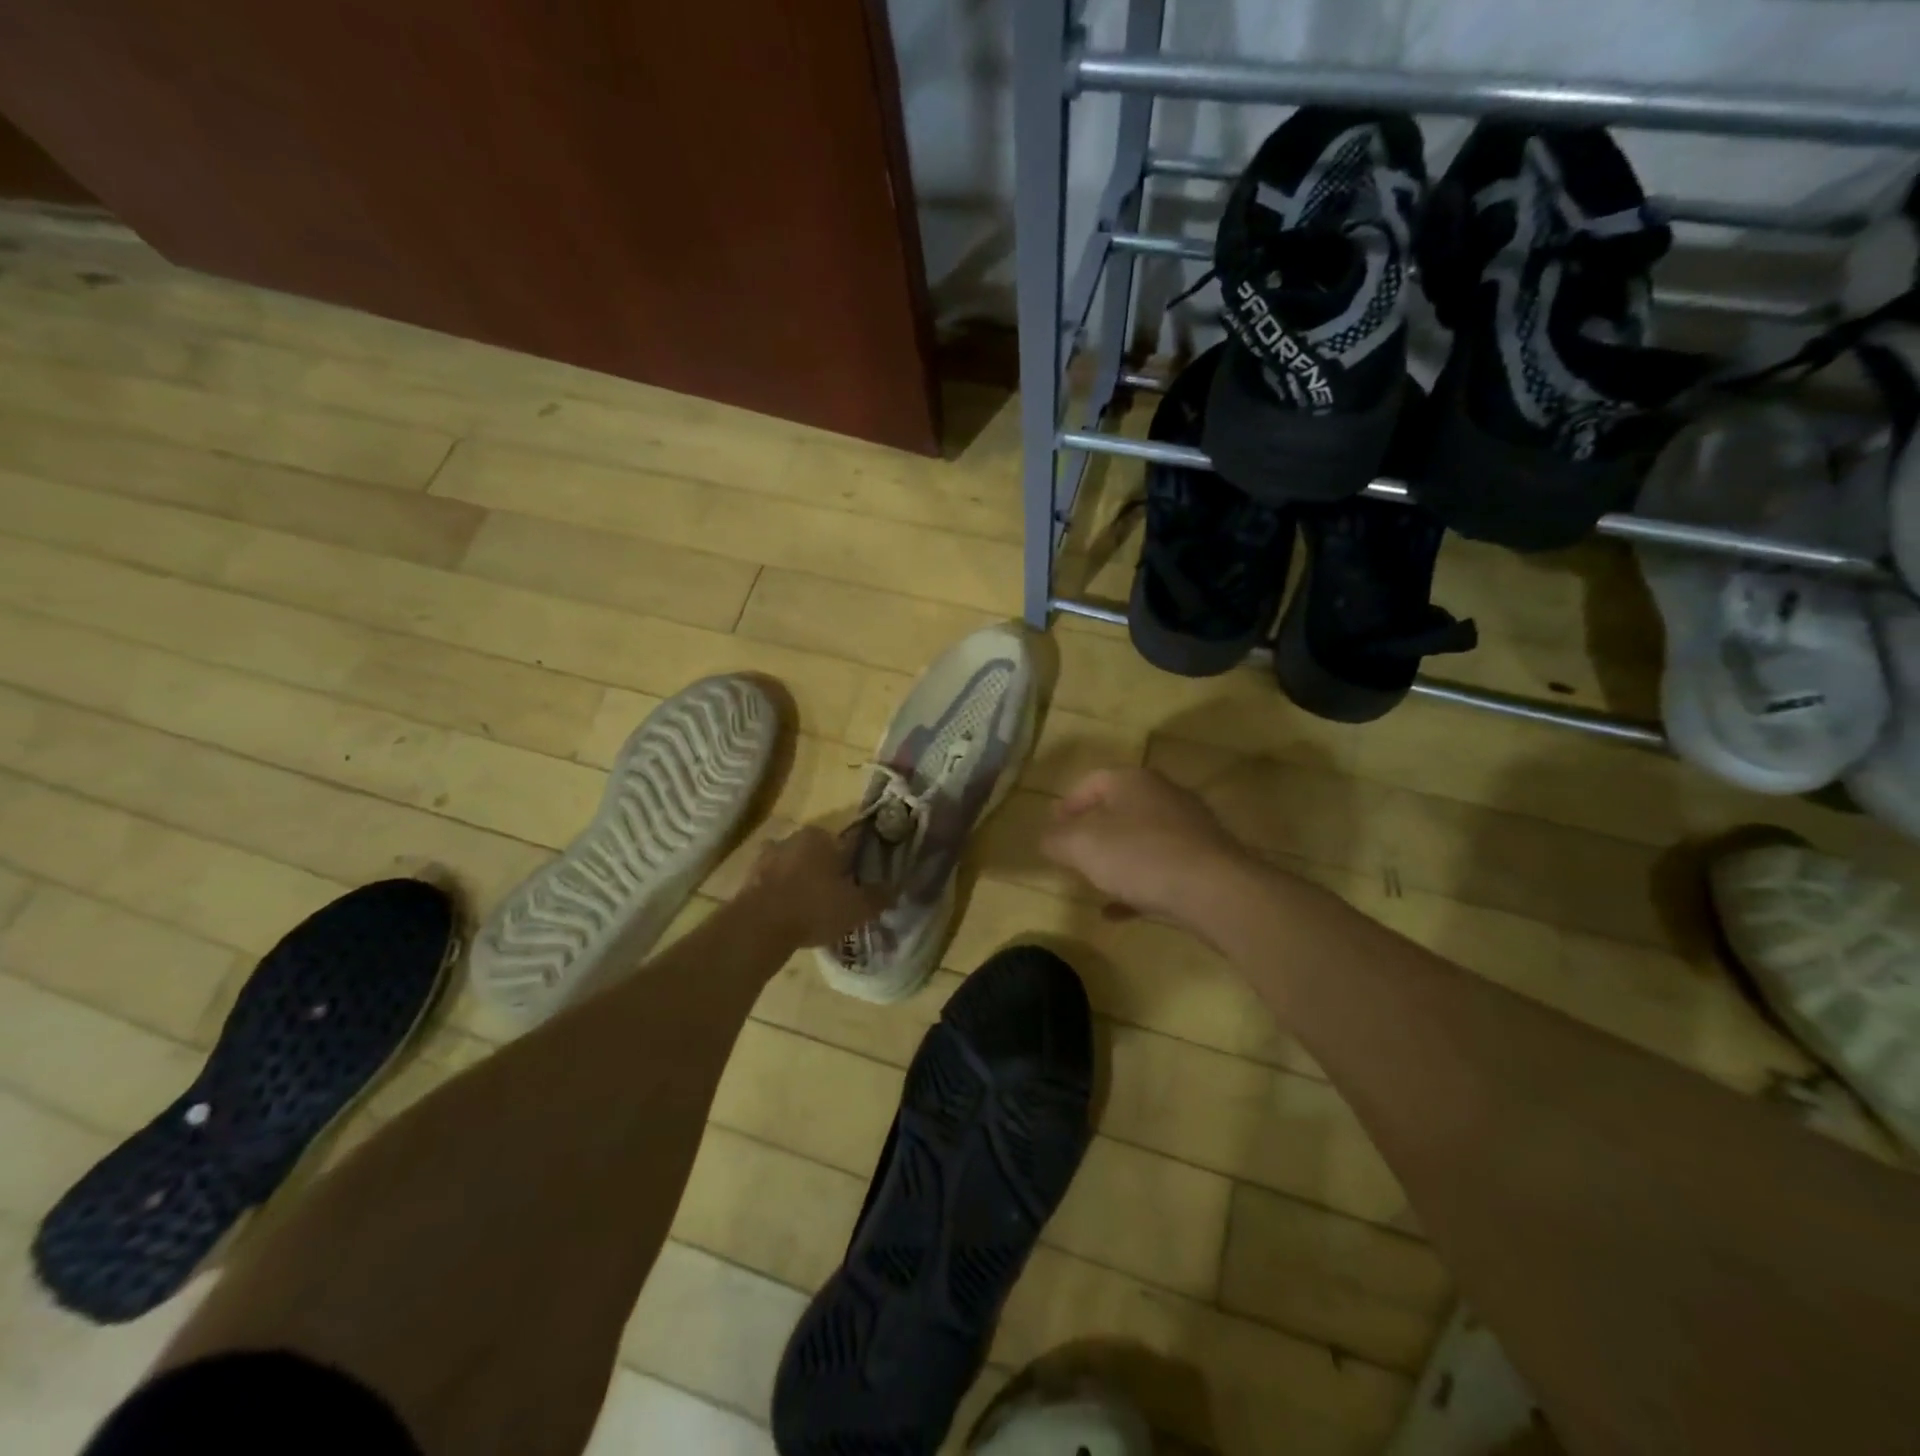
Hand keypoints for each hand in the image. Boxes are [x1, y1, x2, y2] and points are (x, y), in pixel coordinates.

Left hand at [743, 826, 891, 948]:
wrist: (758, 926)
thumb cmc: (814, 908)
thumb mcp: (857, 907)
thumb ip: (878, 897)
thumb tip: (895, 889)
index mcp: (823, 836)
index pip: (848, 844)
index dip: (857, 864)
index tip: (860, 883)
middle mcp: (794, 837)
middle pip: (820, 854)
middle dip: (828, 872)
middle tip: (838, 898)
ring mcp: (768, 856)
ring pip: (796, 867)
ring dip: (803, 882)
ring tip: (813, 909)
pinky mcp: (749, 877)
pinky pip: (775, 883)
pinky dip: (784, 894)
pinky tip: (791, 914)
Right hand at [1040, 768, 1254, 926]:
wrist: (1216, 890)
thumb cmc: (1141, 856)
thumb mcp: (1083, 847)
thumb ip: (1058, 840)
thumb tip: (1045, 838)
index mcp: (1133, 781)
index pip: (1092, 782)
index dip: (1068, 803)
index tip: (1052, 827)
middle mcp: (1163, 796)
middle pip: (1119, 808)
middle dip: (1093, 831)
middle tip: (1072, 852)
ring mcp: (1189, 828)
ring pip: (1142, 840)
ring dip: (1116, 859)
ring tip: (1094, 881)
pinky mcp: (1205, 860)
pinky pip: (1161, 868)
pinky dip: (1138, 884)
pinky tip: (1119, 910)